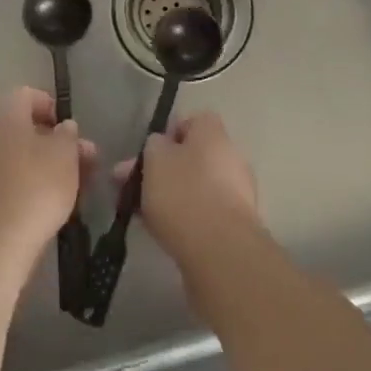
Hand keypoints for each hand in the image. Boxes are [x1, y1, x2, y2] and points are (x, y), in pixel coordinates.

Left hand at [0, 88, 95, 268]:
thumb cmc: (35, 187)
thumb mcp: (65, 156)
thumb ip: (68, 137)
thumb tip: (64, 128)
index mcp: (6, 114)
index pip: (28, 95)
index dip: (52, 107)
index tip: (73, 131)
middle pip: (24, 129)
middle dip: (56, 144)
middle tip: (84, 164)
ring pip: (18, 157)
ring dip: (46, 168)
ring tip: (75, 189)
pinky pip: (8, 181)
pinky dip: (29, 187)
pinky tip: (50, 206)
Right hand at [114, 112, 262, 273]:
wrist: (219, 249)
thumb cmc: (183, 193)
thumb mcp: (154, 159)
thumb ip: (153, 146)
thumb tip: (159, 145)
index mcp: (214, 134)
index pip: (194, 121)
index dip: (170, 134)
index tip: (149, 153)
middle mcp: (231, 157)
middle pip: (193, 156)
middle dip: (163, 169)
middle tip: (133, 187)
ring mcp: (238, 192)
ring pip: (196, 185)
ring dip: (172, 194)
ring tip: (141, 212)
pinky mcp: (236, 224)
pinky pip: (204, 211)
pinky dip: (185, 216)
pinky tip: (162, 230)